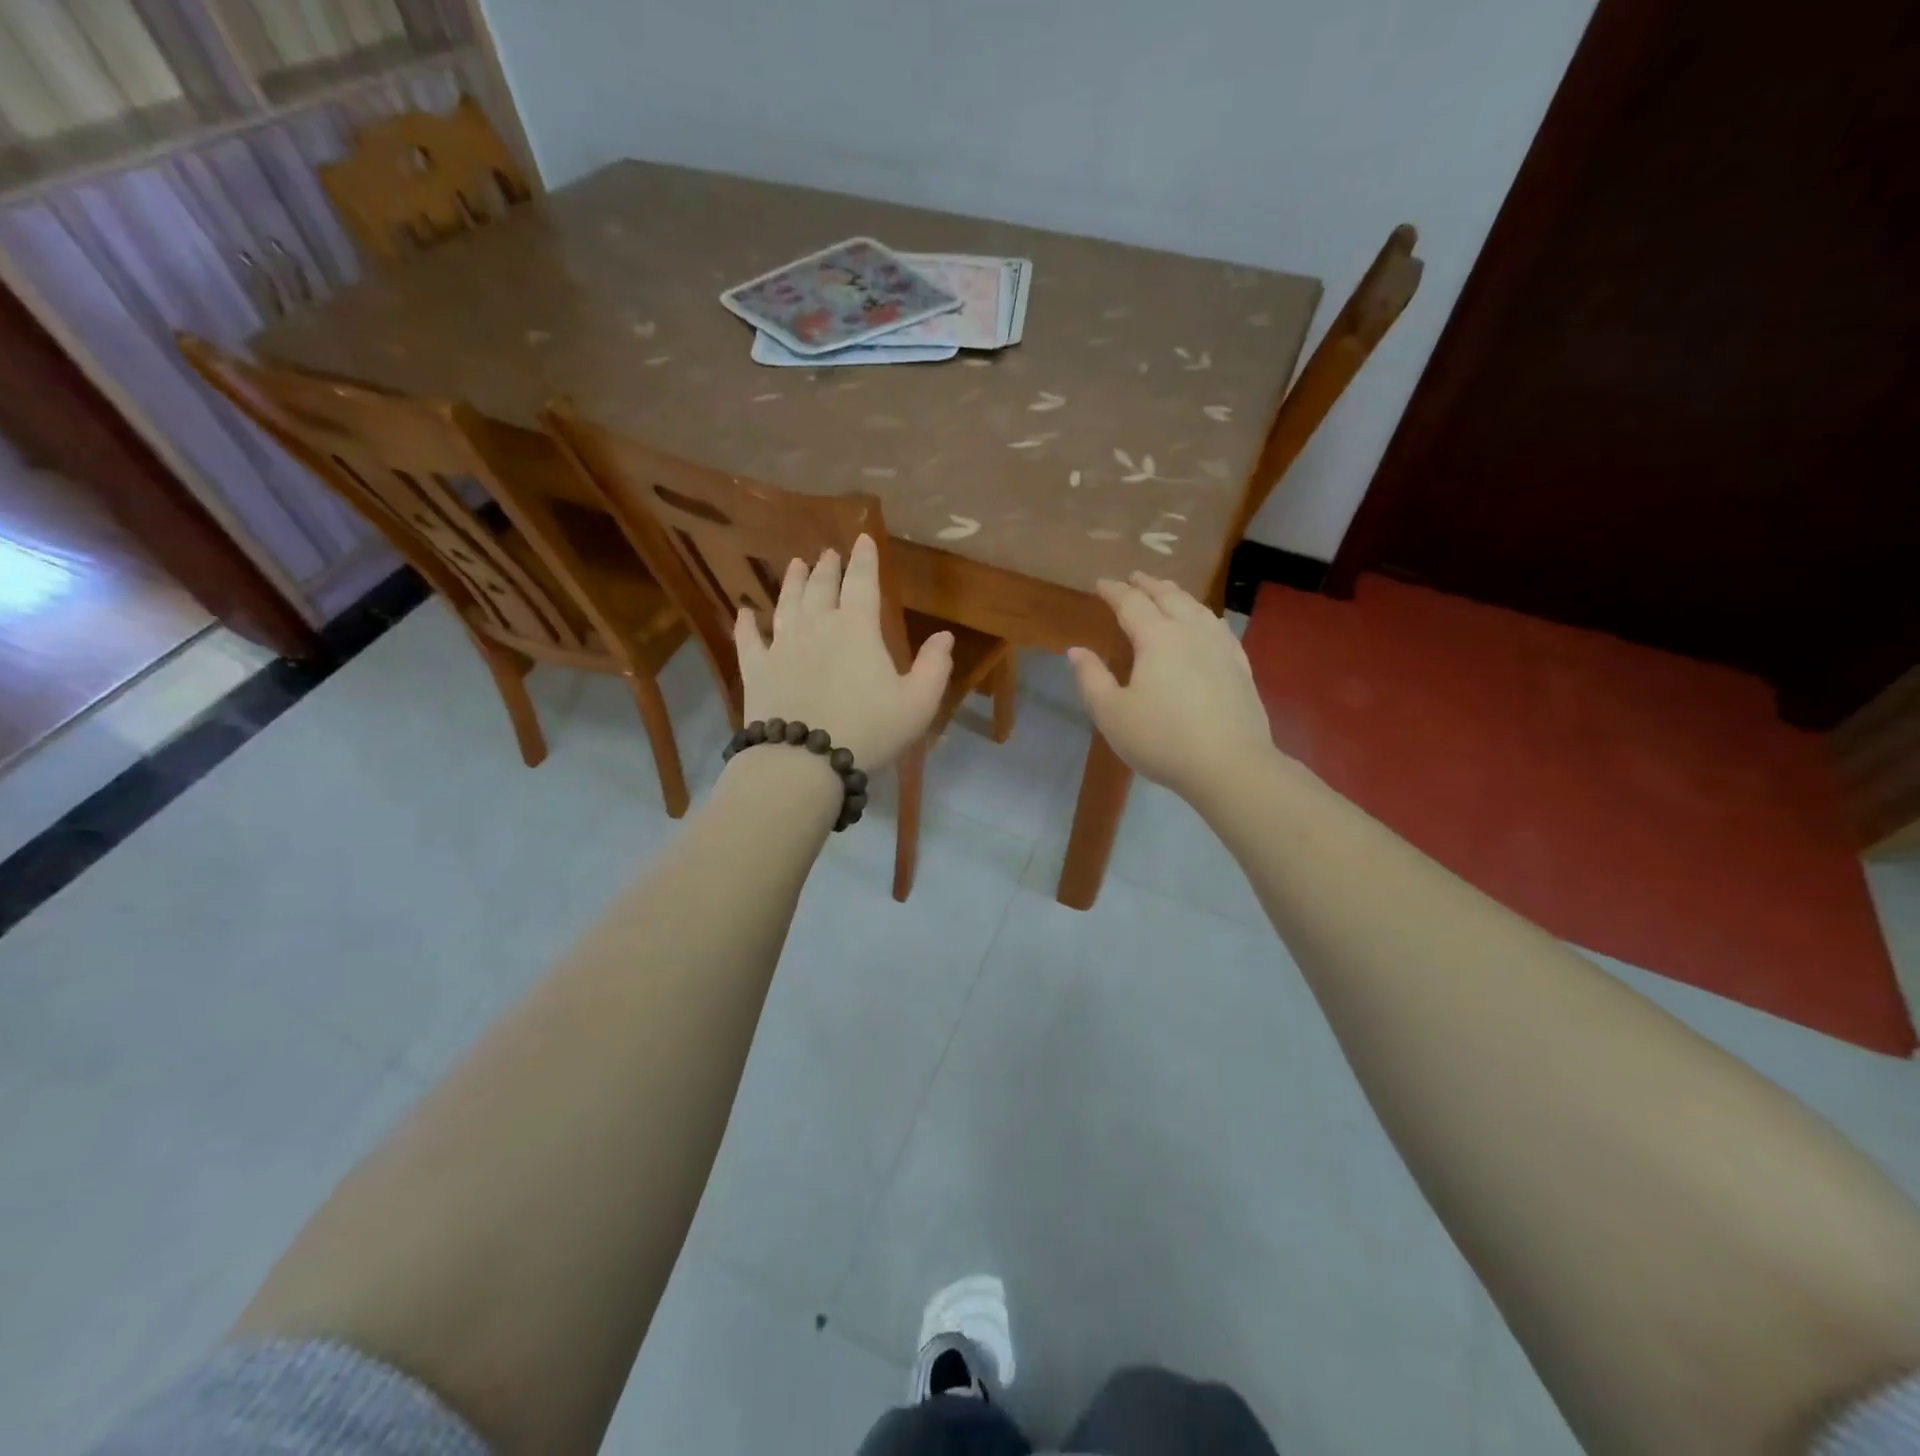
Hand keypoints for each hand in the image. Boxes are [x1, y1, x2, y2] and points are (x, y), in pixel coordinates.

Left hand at [734, 535, 952, 769]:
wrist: (804, 760)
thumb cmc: (869, 730)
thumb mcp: (917, 703)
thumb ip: (934, 667)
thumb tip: (945, 636)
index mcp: (857, 628)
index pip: (862, 582)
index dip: (864, 559)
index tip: (862, 538)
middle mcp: (817, 626)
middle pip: (821, 587)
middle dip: (827, 567)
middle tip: (828, 553)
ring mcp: (782, 645)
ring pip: (787, 603)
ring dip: (792, 582)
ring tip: (795, 564)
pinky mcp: (756, 669)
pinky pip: (749, 639)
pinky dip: (747, 623)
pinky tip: (745, 612)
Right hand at [1068, 573, 1277, 804]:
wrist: (1229, 765)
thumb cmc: (1162, 740)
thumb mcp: (1112, 714)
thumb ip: (1091, 679)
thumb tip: (1076, 651)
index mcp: (1156, 638)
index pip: (1131, 603)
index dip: (1114, 591)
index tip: (1100, 583)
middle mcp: (1190, 631)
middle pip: (1168, 597)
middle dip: (1148, 584)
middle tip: (1134, 577)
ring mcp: (1221, 646)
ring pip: (1197, 607)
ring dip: (1177, 595)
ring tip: (1167, 592)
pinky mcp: (1240, 665)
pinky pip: (1219, 627)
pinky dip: (1204, 615)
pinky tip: (1206, 622)